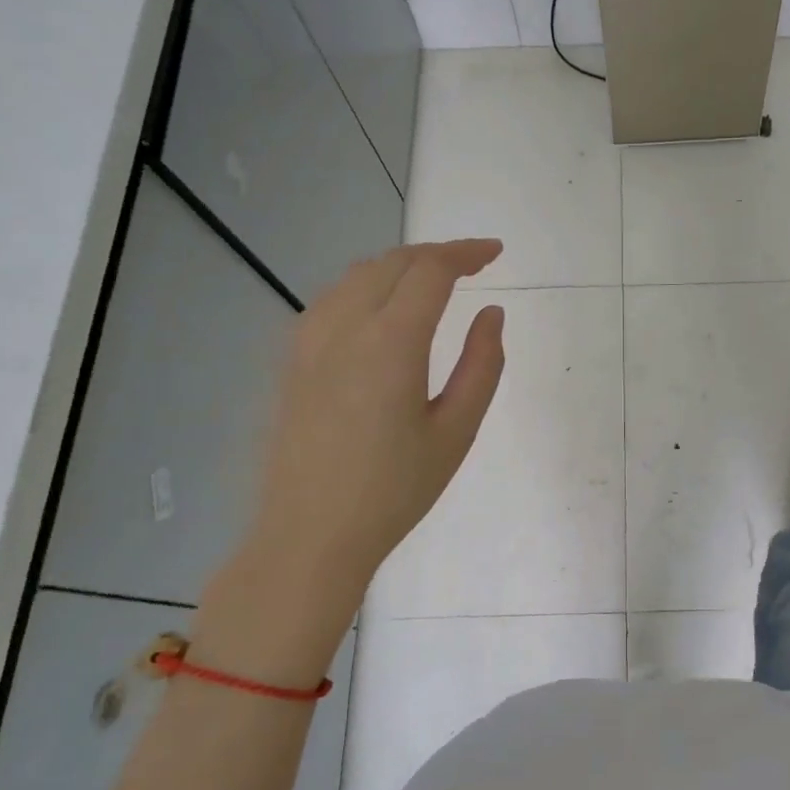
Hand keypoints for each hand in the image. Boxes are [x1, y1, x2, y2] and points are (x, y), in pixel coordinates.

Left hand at [193, 240, 505, 679]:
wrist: (310, 536)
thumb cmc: (394, 490)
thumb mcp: (456, 431)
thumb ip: (482, 365)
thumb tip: (491, 314)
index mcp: (390, 342)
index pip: (431, 271)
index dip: (467, 253)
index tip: (496, 253)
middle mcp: (344, 326)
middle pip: (392, 263)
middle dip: (436, 254)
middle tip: (473, 264)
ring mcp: (310, 341)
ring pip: (357, 275)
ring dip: (399, 265)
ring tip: (432, 280)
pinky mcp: (293, 360)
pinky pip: (332, 299)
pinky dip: (367, 286)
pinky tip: (382, 310)